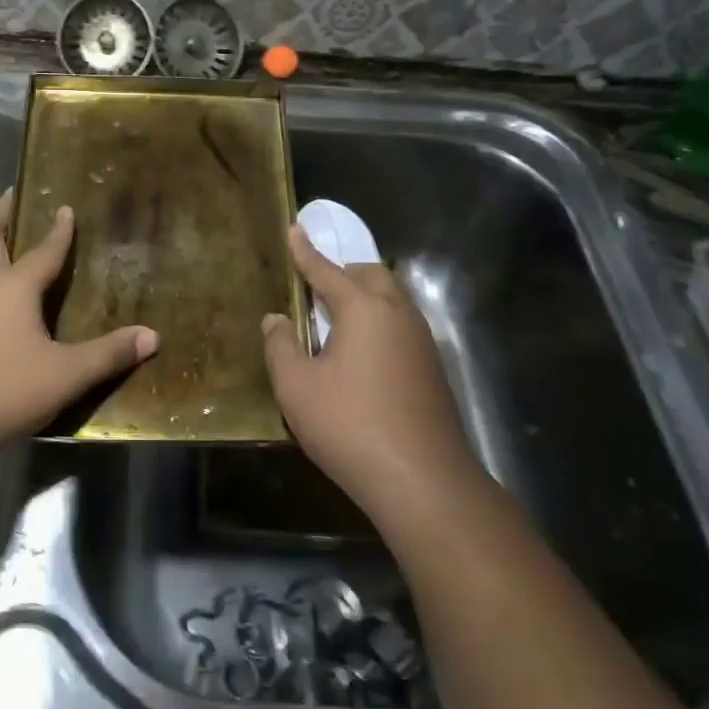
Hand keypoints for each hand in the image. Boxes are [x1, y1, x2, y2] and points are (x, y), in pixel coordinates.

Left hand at [0, 189, 157, 463]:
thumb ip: (108, 355)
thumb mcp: (64, 375)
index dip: (58, 230)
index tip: (64, 207)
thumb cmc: (0, 391)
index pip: (41, 250)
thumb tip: (152, 336)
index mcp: (10, 287)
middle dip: (1, 212)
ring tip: (9, 248)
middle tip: (15, 197)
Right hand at [261, 226, 478, 521]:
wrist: (421, 480)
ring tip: (335, 320)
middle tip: (315, 284)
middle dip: (343, 271)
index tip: (294, 228)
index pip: (327, 269)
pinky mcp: (432, 369)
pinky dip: (378, 324)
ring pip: (392, 300)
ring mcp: (421, 341)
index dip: (305, 251)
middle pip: (371, 275)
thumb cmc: (349, 425)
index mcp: (364, 308)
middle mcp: (398, 314)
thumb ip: (281, 346)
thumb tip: (276, 319)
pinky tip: (361, 355)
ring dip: (364, 298)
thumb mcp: (296, 387)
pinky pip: (400, 326)